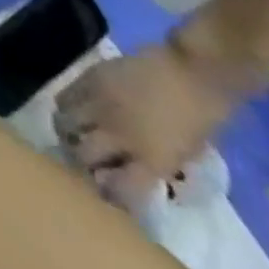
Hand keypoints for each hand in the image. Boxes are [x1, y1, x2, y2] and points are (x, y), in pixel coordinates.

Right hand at [53, 27, 258, 208]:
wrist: (193, 72)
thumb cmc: (203, 118)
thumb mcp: (187, 151)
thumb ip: (156, 162)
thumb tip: (132, 170)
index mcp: (153, 159)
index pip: (122, 188)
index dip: (111, 196)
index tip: (106, 196)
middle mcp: (119, 135)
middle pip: (82, 154)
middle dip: (79, 161)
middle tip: (80, 162)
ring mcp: (99, 104)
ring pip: (66, 123)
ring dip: (67, 132)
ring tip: (71, 133)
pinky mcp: (88, 80)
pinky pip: (65, 97)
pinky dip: (66, 107)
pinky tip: (72, 109)